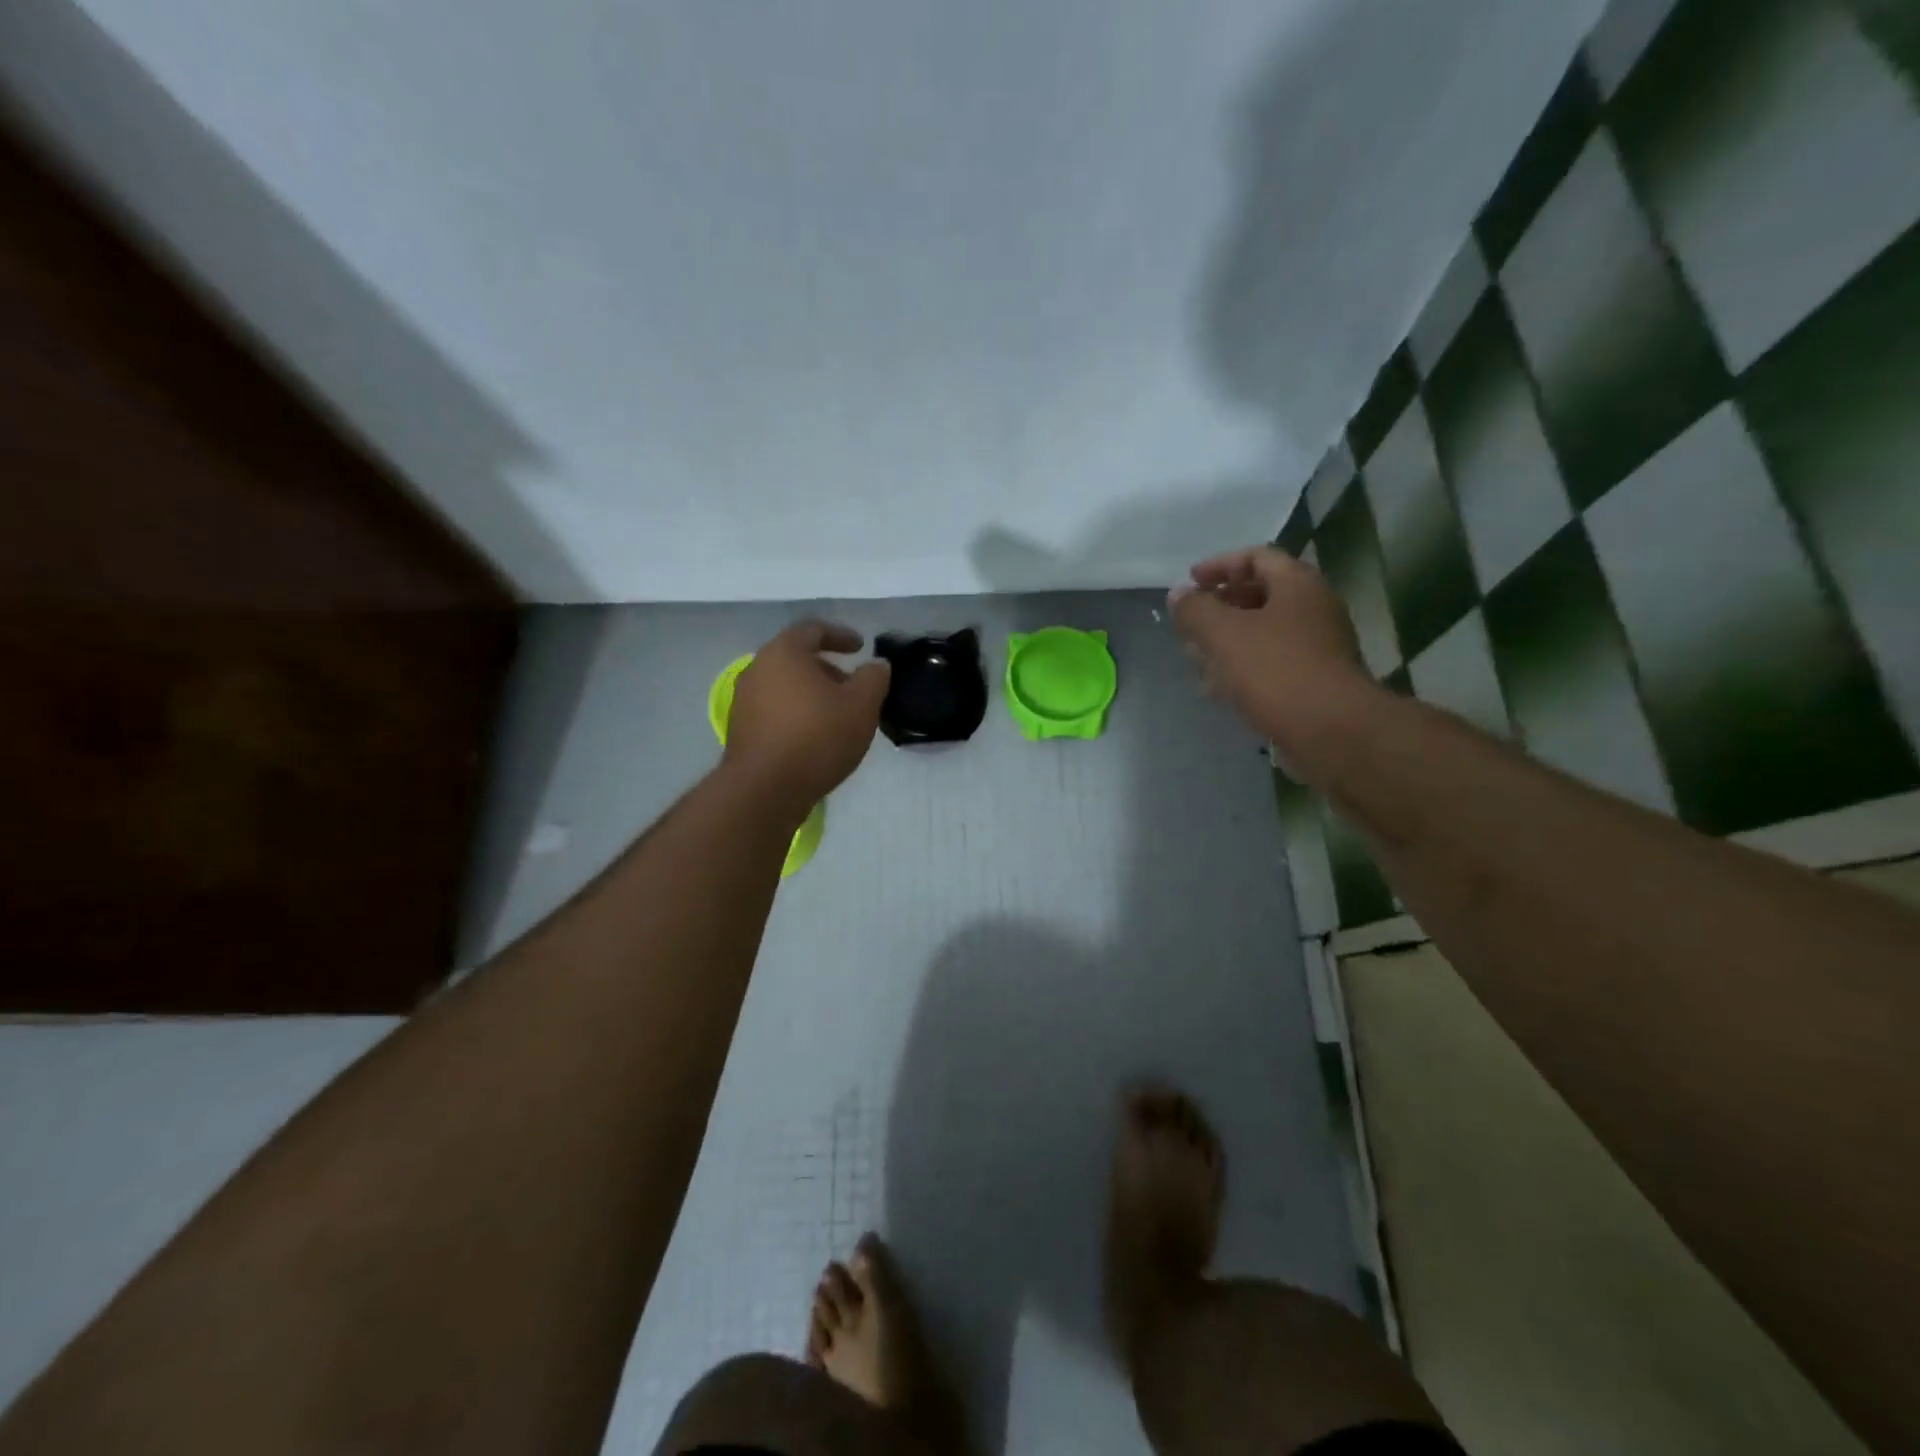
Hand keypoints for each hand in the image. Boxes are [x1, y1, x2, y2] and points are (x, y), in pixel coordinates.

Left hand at [723, 621, 890, 818]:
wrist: (765, 790)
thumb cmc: (817, 737)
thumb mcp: (861, 705)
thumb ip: (873, 678)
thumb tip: (876, 665)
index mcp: (783, 653)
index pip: (813, 629)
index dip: (840, 635)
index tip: (860, 647)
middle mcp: (757, 669)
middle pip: (796, 658)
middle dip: (827, 668)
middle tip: (852, 686)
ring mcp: (744, 700)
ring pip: (785, 685)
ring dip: (812, 693)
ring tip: (837, 715)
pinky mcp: (741, 730)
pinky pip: (775, 709)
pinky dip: (797, 713)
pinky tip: (815, 736)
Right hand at [1169, 546, 1374, 750]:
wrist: (1332, 732)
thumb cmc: (1275, 671)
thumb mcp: (1223, 634)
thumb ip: (1195, 610)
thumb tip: (1179, 595)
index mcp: (1298, 585)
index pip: (1256, 557)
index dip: (1219, 566)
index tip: (1189, 583)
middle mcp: (1314, 608)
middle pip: (1261, 594)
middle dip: (1220, 606)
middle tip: (1191, 623)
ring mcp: (1319, 646)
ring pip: (1265, 632)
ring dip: (1229, 640)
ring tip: (1197, 658)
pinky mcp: (1315, 680)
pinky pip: (1273, 662)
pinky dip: (1244, 667)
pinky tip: (1219, 688)